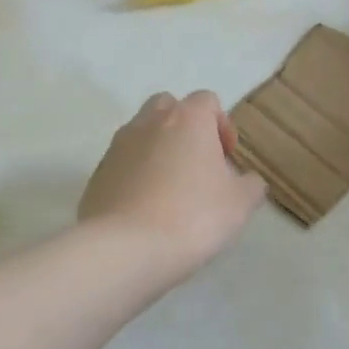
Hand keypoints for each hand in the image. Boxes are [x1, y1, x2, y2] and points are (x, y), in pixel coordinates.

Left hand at [79, 90, 265, 282]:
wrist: (126, 248)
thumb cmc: (193, 216)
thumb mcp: (240, 204)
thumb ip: (250, 185)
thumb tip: (247, 180)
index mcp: (188, 119)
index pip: (207, 101)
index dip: (221, 125)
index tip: (227, 157)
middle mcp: (150, 122)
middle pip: (169, 107)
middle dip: (185, 128)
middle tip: (197, 164)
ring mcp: (118, 145)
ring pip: (141, 133)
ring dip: (158, 150)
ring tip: (170, 189)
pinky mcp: (97, 173)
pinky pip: (122, 163)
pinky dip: (135, 175)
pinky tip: (145, 208)